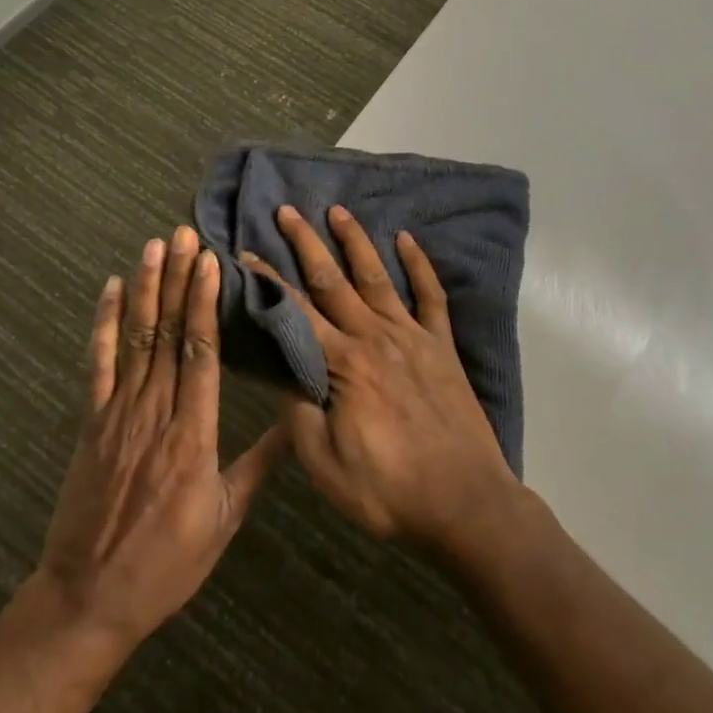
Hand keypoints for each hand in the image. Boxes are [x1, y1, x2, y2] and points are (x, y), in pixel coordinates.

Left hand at [32, 228, 288, 647]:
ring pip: (137, 338)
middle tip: (185, 235)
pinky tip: (112, 289)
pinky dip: (105, 324)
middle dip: (179, 279)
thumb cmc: (167, 563)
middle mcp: (156, 411)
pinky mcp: (92, 421)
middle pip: (170, 333)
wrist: (89, 598)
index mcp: (193, 433)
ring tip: (155, 246)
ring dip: (147, 289)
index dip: (205, 303)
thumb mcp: (224, 519)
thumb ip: (259, 465)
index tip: (212, 263)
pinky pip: (98, 364)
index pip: (202, 353)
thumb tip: (295, 423)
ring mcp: (118, 412)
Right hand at [245, 205, 518, 552]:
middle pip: (332, 280)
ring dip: (355, 241)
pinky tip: (408, 239)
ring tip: (337, 211)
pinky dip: (420, 265)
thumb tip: (280, 368)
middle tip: (287, 211)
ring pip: (377, 276)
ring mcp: (412, 336)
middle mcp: (374, 336)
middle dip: (306, 243)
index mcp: (342, 364)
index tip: (247, 252)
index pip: (295, 311)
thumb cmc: (388, 489)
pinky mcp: (441, 345)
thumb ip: (298, 412)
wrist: (465, 502)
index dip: (268, 281)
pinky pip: (431, 295)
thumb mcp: (325, 463)